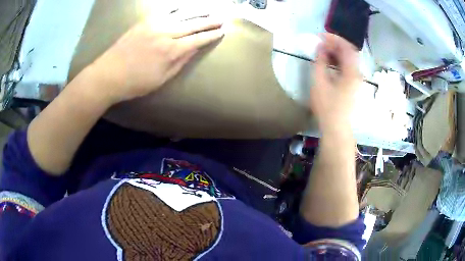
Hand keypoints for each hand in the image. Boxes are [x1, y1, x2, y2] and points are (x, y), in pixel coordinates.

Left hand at [86, 14, 223, 104]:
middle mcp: (166, 33)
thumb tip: (194, 49)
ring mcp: (154, 24)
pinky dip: (177, 7)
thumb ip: (180, 62)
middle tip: (222, 19)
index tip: (222, 32)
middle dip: (210, 22)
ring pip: (182, 14)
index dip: (211, 35)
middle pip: (193, 24)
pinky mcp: (145, 21)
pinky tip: (184, 6)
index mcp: (171, 50)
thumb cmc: (135, 82)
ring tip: (209, 10)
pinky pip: (165, 10)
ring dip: (198, 12)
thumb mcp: (161, 79)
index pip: (198, 39)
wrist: (109, 74)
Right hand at [309, 33, 361, 132]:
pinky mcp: (354, 86)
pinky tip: (331, 63)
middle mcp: (358, 74)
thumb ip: (320, 62)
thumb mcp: (319, 82)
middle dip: (336, 44)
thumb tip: (321, 47)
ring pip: (350, 60)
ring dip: (338, 52)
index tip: (321, 36)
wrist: (337, 128)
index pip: (347, 48)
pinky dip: (340, 61)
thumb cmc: (327, 107)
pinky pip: (349, 67)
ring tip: (324, 51)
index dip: (334, 39)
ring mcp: (357, 81)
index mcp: (352, 72)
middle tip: (321, 42)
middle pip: (350, 52)